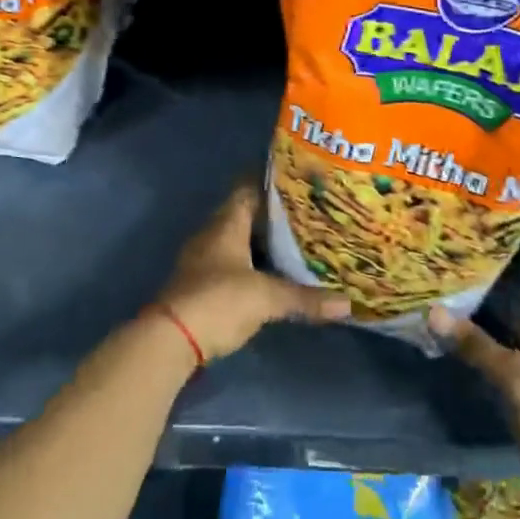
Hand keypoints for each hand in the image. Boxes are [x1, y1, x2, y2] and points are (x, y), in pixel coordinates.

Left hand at [157, 183, 350, 360]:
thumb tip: (348, 303)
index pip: (248, 189)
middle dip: (273, 214)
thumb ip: (305, 298)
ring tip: (297, 241)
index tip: (297, 179)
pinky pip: (233, 263)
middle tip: (307, 212)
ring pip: (238, 240)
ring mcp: (204, 260)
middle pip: (244, 214)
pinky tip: (273, 273)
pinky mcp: (202, 284)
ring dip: (262, 241)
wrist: (171, 338)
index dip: (270, 182)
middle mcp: (212, 235)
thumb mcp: (266, 298)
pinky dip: (253, 264)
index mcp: (226, 224)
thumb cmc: (218, 301)